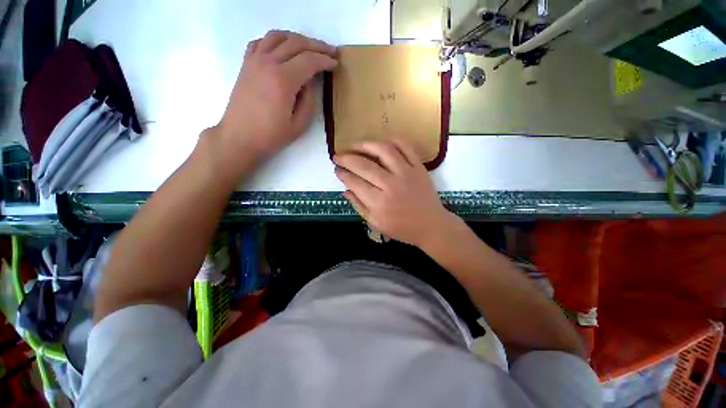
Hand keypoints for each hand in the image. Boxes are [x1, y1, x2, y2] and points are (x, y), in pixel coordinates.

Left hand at [212, 30, 336, 172]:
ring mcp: (254, 60)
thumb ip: (310, 99)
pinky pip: (261, 41)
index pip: (309, 60)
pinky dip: (276, 40)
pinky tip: (283, 49)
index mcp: (283, 80)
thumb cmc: (271, 135)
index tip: (336, 63)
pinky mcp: (246, 63)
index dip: (325, 60)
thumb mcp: (300, 124)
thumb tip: (310, 80)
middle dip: (317, 45)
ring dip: (297, 38)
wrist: (240, 136)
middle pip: (296, 43)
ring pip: (278, 36)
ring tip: (309, 48)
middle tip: (330, 52)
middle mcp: (268, 62)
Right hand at [334, 140, 458, 247]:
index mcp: (379, 203)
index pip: (355, 182)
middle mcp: (391, 185)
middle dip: (346, 158)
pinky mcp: (419, 167)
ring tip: (354, 145)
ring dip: (365, 144)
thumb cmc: (402, 228)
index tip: (336, 169)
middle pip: (364, 165)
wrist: (431, 225)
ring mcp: (407, 173)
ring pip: (383, 150)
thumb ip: (359, 205)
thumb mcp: (376, 223)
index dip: (343, 174)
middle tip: (337, 155)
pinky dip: (391, 140)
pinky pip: (405, 146)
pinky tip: (380, 142)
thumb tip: (345, 190)